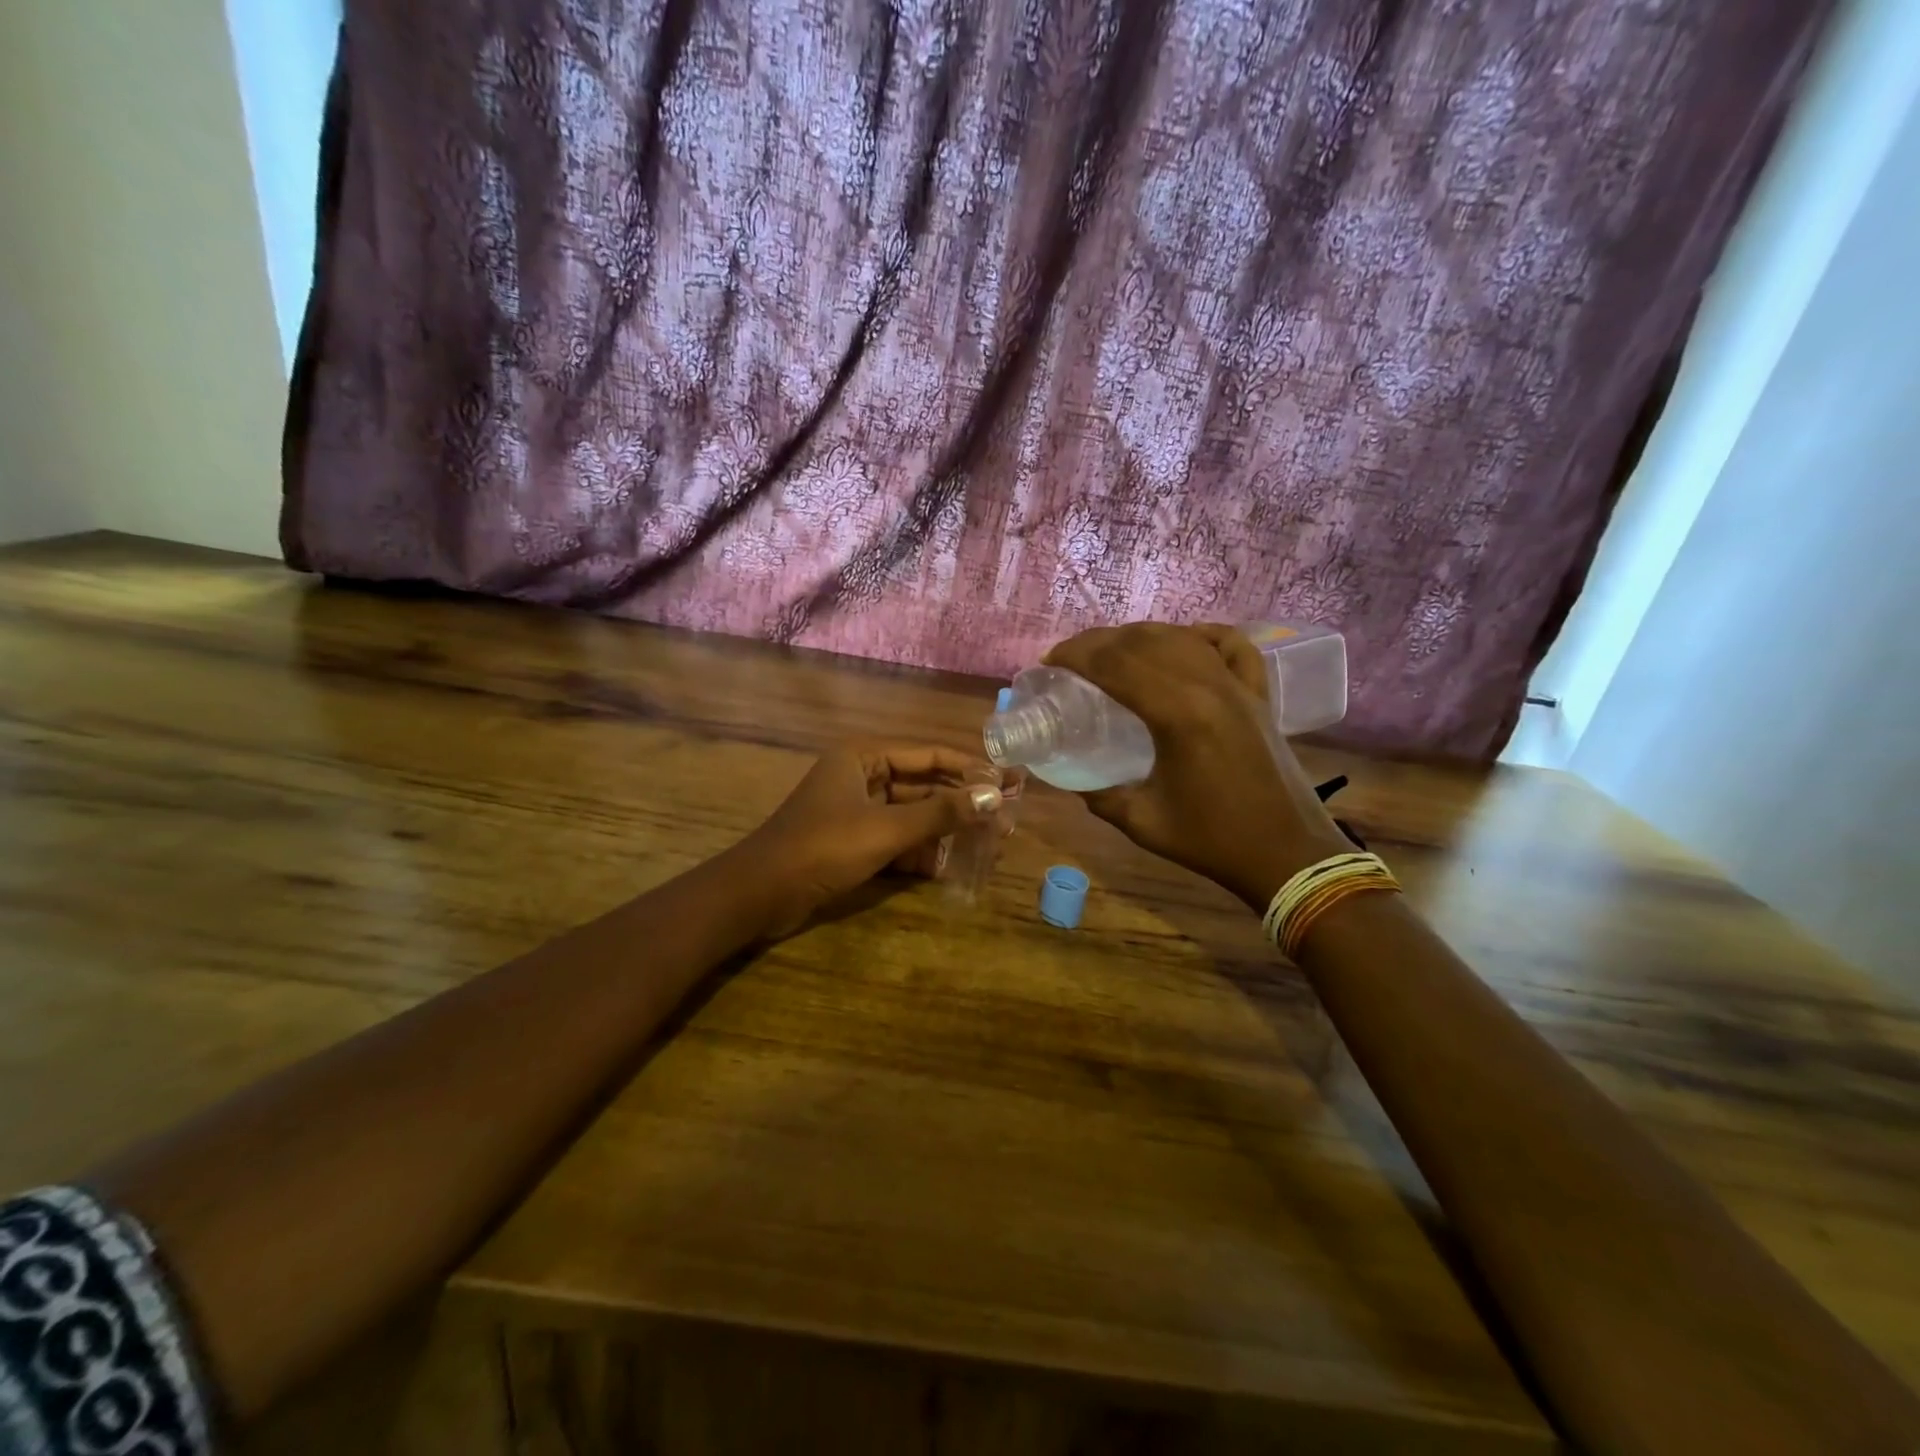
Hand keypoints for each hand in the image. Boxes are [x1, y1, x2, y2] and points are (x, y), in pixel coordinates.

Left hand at [732, 744, 1002, 936]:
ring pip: (913, 814)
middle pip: (924, 784)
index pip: (930, 754)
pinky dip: (921, 850)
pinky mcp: (854, 841)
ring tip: (990, 842)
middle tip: (1006, 816)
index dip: (972, 767)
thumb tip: (994, 797)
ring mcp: (857, 810)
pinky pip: (898, 838)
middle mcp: (862, 775)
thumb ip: (941, 812)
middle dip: (963, 801)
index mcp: (864, 756)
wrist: (760, 894)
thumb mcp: (886, 829)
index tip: (1010, 780)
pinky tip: (951, 866)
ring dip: (947, 828)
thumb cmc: (823, 848)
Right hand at [1044, 623, 1350, 909]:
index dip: (1076, 655)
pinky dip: (1204, 635)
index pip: (1115, 664)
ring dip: (1140, 635)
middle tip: (1070, 656)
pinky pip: (1233, 647)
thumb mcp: (1143, 822)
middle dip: (1099, 641)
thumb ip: (1101, 797)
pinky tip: (1185, 637)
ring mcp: (1238, 687)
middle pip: (1144, 642)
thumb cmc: (1213, 841)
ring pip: (1183, 637)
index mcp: (1177, 715)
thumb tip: (1073, 781)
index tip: (1049, 661)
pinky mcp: (1259, 696)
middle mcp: (1208, 687)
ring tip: (1112, 649)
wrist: (1287, 854)